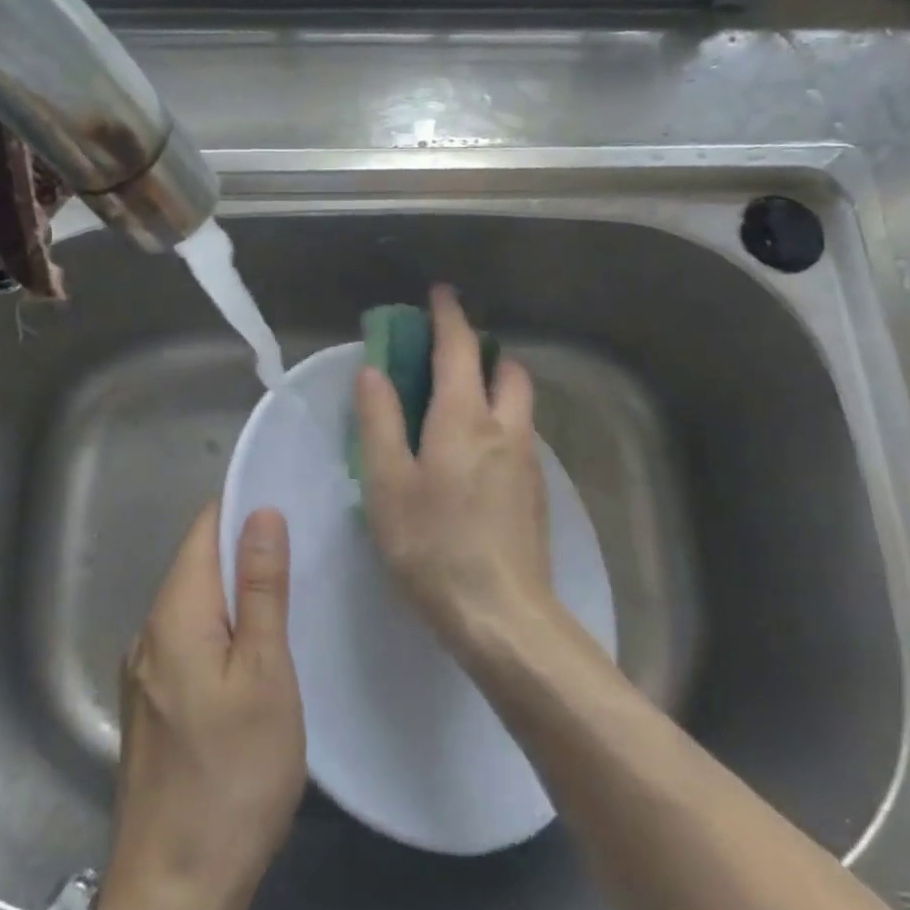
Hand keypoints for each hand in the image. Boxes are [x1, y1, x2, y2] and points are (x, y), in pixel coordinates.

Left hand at [91, 503, 304, 909]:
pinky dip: (221, 631)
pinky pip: (188, 641)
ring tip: (289, 595)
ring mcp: (144, 671)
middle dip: (244, 551)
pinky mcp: (152, 704)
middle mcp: (149, 631)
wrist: (176, 888)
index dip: (241, 508)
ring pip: (194, 606)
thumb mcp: (265, 675)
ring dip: (235, 594)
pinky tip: (255, 651)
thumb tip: (260, 513)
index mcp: (175, 614)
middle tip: (304, 551)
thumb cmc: (233, 775)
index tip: (288, 500)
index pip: (203, 530)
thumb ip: (262, 589)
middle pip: (197, 565)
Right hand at [353, 285, 555, 658]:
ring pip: (518, 403)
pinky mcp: (536, 492)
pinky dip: (499, 423)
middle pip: (506, 368)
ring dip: (493, 387)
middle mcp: (505, 427)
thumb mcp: (388, 482)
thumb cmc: (432, 545)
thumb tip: (373, 371)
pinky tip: (472, 459)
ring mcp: (527, 461)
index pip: (460, 347)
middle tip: (446, 360)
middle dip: (481, 351)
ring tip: (455, 408)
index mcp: (465, 417)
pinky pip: (519, 436)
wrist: (502, 615)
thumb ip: (379, 421)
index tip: (440, 294)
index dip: (449, 315)